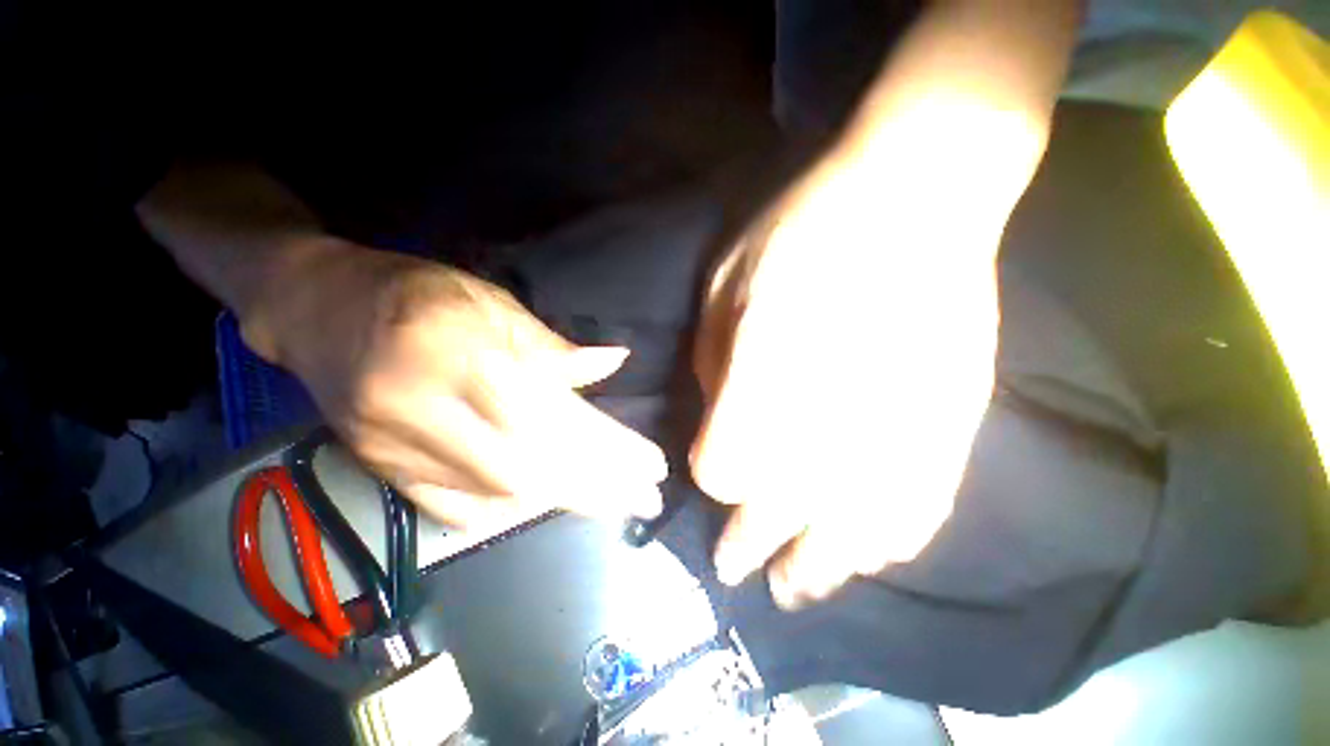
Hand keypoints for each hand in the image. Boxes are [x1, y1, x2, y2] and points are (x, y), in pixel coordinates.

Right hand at [245, 238, 667, 529]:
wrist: (319, 309)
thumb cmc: (419, 295)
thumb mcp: (494, 305)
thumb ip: (554, 347)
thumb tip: (614, 361)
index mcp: (465, 354)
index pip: (555, 416)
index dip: (609, 448)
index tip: (652, 466)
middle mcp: (430, 409)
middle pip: (531, 468)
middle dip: (598, 489)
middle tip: (645, 499)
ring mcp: (398, 448)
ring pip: (497, 494)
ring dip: (564, 501)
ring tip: (615, 503)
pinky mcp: (380, 469)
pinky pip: (452, 509)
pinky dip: (508, 514)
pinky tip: (548, 508)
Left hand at [691, 150, 1000, 609]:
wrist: (918, 193)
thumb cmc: (806, 225)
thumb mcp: (726, 282)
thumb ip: (713, 360)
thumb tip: (720, 418)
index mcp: (768, 366)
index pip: (724, 464)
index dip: (712, 470)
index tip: (711, 463)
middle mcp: (833, 410)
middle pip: (779, 510)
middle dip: (751, 543)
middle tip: (736, 569)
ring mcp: (901, 422)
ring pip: (851, 533)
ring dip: (817, 567)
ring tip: (792, 589)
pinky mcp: (954, 420)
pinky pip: (917, 509)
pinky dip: (883, 541)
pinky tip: (861, 556)